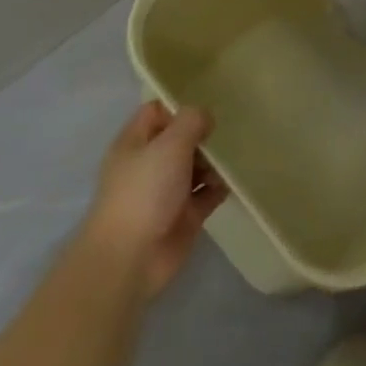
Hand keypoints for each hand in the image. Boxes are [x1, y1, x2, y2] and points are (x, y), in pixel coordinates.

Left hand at [79, 102, 228, 301]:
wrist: (130, 259)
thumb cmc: (145, 191)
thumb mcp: (170, 143)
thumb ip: (192, 121)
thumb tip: (205, 118)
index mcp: (135, 143)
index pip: (157, 112)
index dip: (180, 107)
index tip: (207, 106)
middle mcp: (149, 164)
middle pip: (180, 139)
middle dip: (203, 134)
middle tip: (229, 130)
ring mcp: (166, 191)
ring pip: (195, 166)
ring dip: (214, 161)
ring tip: (234, 156)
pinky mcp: (183, 216)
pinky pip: (206, 194)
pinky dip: (219, 187)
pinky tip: (235, 179)